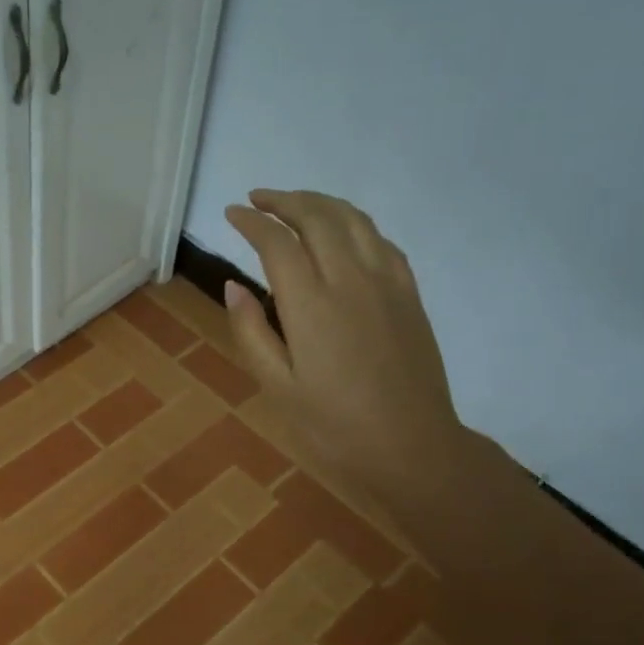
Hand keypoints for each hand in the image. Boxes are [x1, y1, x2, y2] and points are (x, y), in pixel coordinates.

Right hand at [224, 189, 471, 494]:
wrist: (411, 445)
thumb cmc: (333, 424)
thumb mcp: (276, 386)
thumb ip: (251, 331)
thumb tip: (233, 285)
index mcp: (311, 304)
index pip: (277, 243)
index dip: (251, 222)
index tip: (232, 213)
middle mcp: (350, 279)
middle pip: (317, 218)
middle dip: (284, 200)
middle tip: (258, 199)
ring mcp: (386, 282)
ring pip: (353, 220)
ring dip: (320, 203)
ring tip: (296, 203)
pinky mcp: (409, 293)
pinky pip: (381, 241)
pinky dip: (355, 224)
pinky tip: (343, 232)